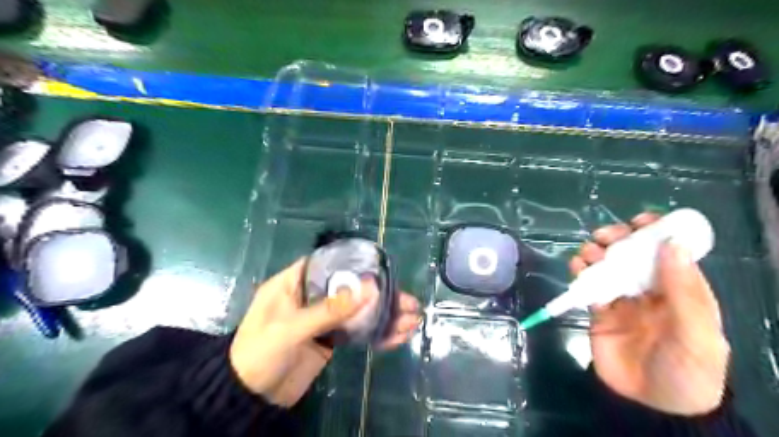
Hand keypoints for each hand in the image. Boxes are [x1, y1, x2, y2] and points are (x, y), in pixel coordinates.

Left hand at [229, 260, 422, 405]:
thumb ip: (330, 310)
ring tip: (413, 319)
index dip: (354, 263)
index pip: (328, 264)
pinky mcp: (330, 339)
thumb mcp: (291, 328)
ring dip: (384, 315)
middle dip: (380, 295)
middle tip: (409, 301)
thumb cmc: (260, 353)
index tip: (381, 268)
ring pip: (358, 311)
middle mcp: (311, 296)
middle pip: (350, 289)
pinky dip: (376, 333)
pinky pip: (357, 331)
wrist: (250, 398)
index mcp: (294, 283)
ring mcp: (322, 319)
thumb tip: (370, 288)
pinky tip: (398, 335)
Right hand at [566, 214, 729, 415]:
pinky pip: (588, 283)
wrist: (650, 406)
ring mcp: (623, 298)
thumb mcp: (696, 333)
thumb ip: (684, 289)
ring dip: (596, 252)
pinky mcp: (599, 309)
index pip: (669, 252)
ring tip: (589, 255)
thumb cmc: (685, 370)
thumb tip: (672, 244)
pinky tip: (577, 268)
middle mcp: (650, 289)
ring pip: (607, 264)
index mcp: (681, 290)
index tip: (641, 220)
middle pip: (632, 254)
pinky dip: (581, 271)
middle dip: (619, 239)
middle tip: (606, 237)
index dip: (657, 233)